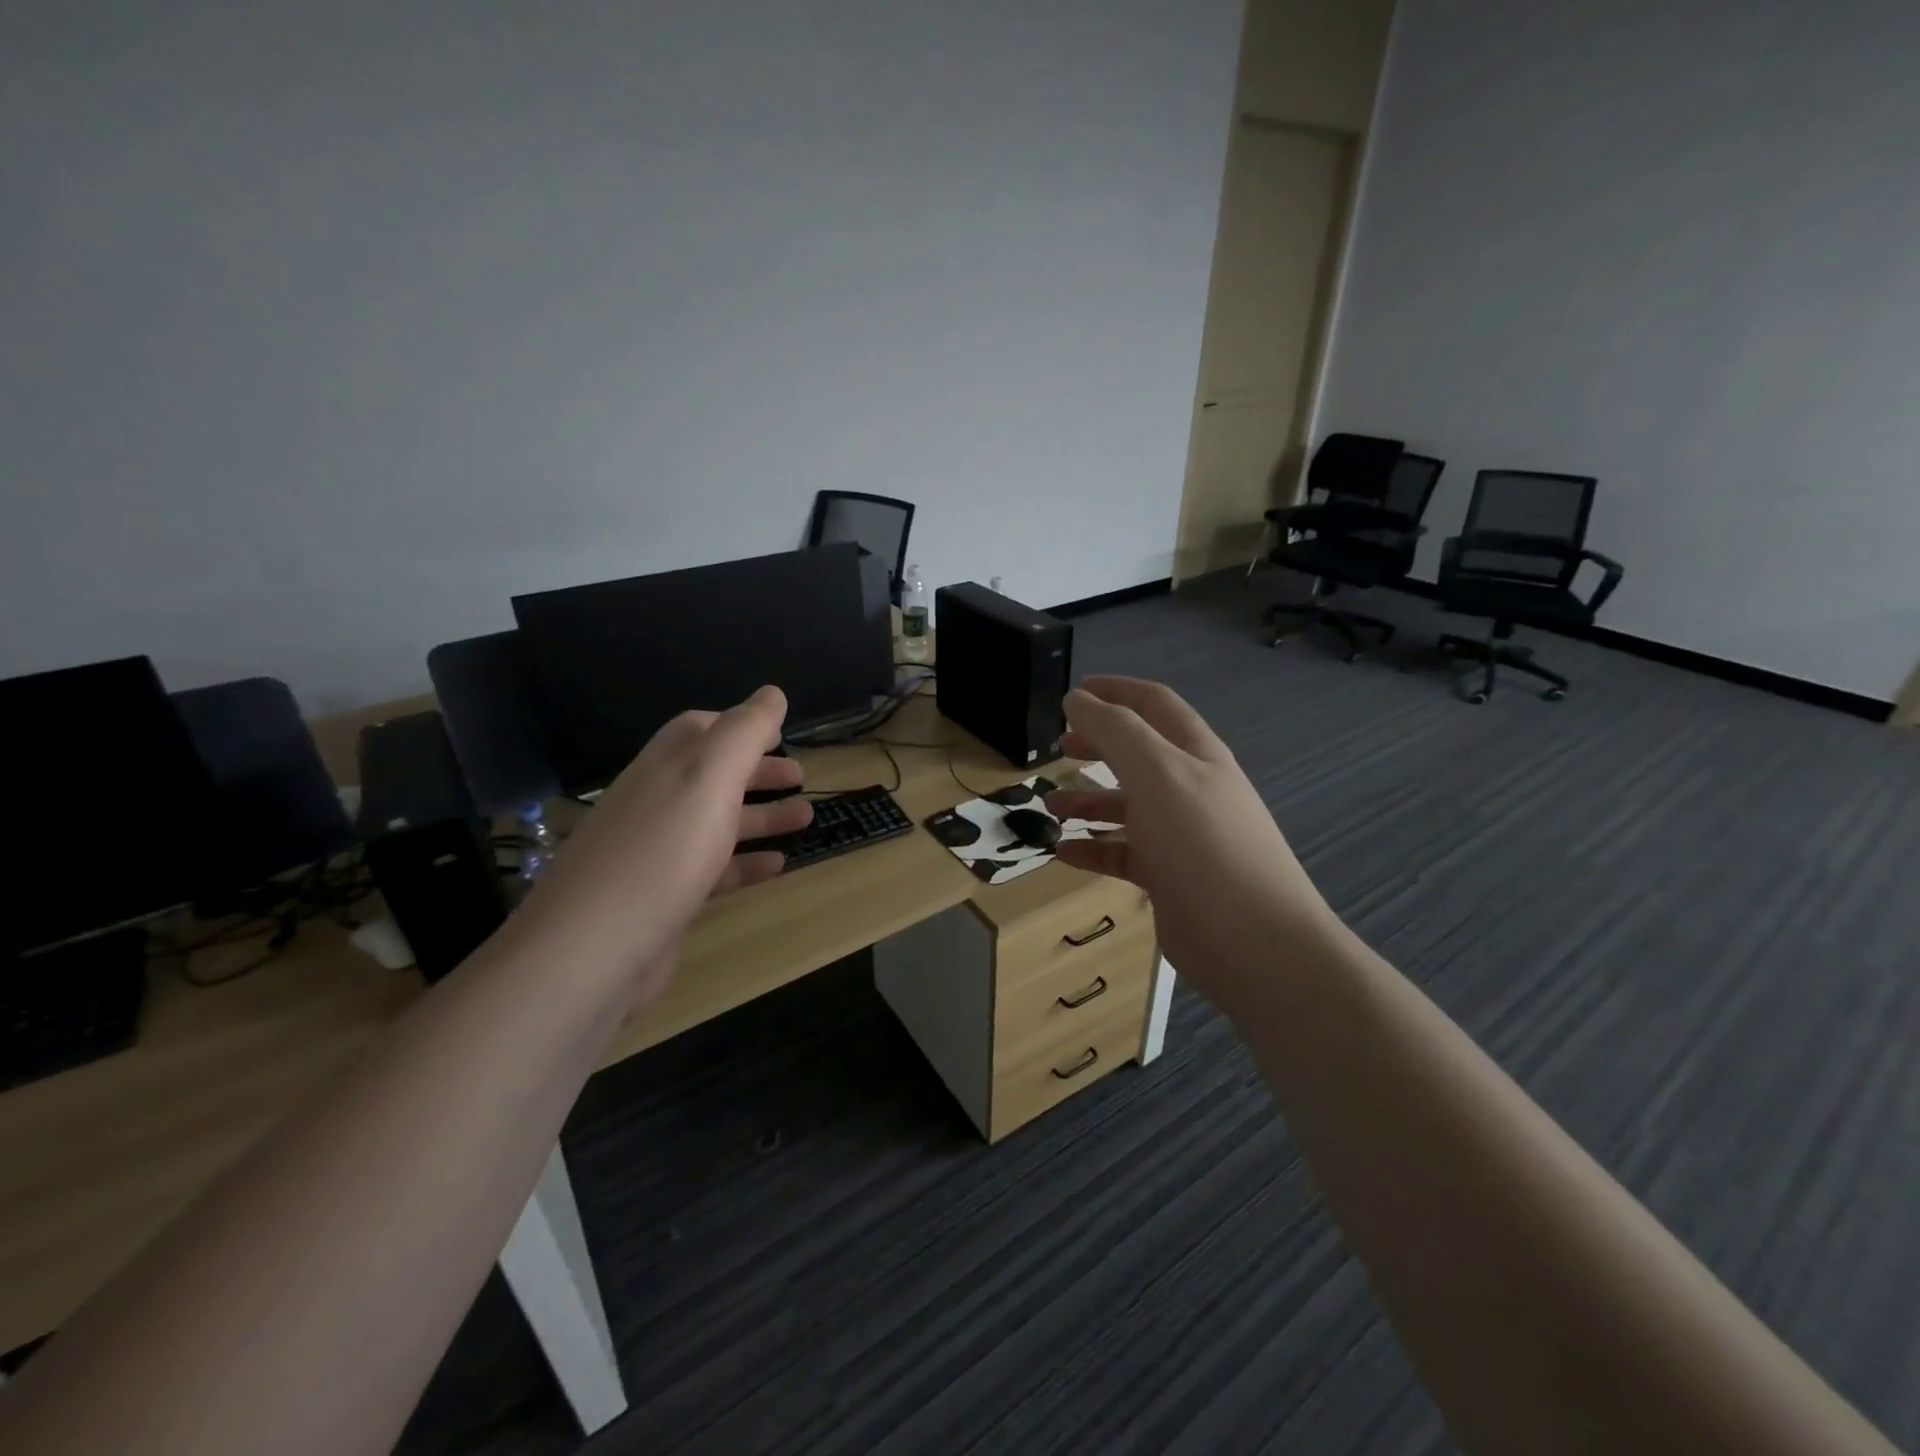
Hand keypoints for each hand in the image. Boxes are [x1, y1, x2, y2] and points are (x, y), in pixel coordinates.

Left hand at [508, 686, 812, 1005]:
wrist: (592, 950)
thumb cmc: (662, 852)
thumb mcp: (709, 777)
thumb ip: (744, 732)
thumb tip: (772, 692)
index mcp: (665, 767)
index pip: (699, 730)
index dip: (739, 725)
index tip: (780, 731)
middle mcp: (657, 804)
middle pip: (713, 777)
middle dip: (758, 772)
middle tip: (801, 776)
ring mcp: (658, 854)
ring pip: (717, 824)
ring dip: (762, 817)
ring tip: (807, 817)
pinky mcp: (664, 900)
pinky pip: (713, 871)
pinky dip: (747, 864)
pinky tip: (779, 866)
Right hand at [1044, 676, 1342, 1001]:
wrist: (1251, 940)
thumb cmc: (1201, 843)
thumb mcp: (1156, 773)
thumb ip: (1115, 731)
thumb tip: (1078, 698)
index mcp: (1194, 754)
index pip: (1153, 705)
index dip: (1115, 691)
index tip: (1073, 693)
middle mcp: (1189, 789)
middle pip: (1137, 754)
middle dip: (1098, 745)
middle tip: (1059, 747)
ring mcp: (1180, 835)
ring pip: (1127, 806)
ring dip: (1089, 800)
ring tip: (1051, 805)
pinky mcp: (1169, 877)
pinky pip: (1123, 853)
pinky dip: (1093, 847)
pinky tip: (1064, 852)